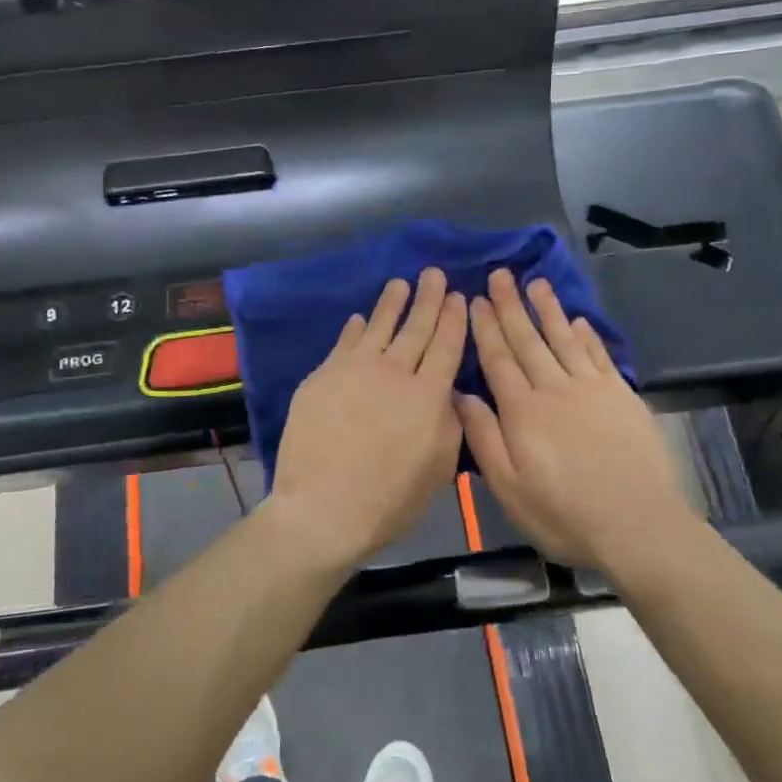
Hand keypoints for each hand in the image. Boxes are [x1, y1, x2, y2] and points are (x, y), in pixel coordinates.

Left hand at [271, 269, 467, 564]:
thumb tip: (446, 394)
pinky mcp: (322, 377)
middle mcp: (394, 373)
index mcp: (428, 396)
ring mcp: (354, 371)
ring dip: (392, 303)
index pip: (446, 347)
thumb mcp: (438, 469)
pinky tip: (360, 318)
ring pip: (378, 327)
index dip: (454, 320)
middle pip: (416, 328)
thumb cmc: (389, 500)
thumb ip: (448, 425)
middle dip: (429, 299)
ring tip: (400, 283)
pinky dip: (354, 329)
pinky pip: (343, 344)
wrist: (323, 508)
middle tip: (434, 274)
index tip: (459, 297)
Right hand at [456, 270, 694, 571]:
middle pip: (528, 340)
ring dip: (548, 309)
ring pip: (563, 339)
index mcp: (522, 410)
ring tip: (536, 282)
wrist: (635, 525)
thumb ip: (483, 437)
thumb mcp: (508, 486)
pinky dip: (586, 336)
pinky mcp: (621, 396)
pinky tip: (577, 320)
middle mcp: (554, 389)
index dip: (485, 327)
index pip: (498, 359)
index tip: (474, 299)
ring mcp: (592, 389)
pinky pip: (598, 356)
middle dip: (511, 306)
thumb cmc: (562, 513)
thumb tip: (459, 394)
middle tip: (500, 274)